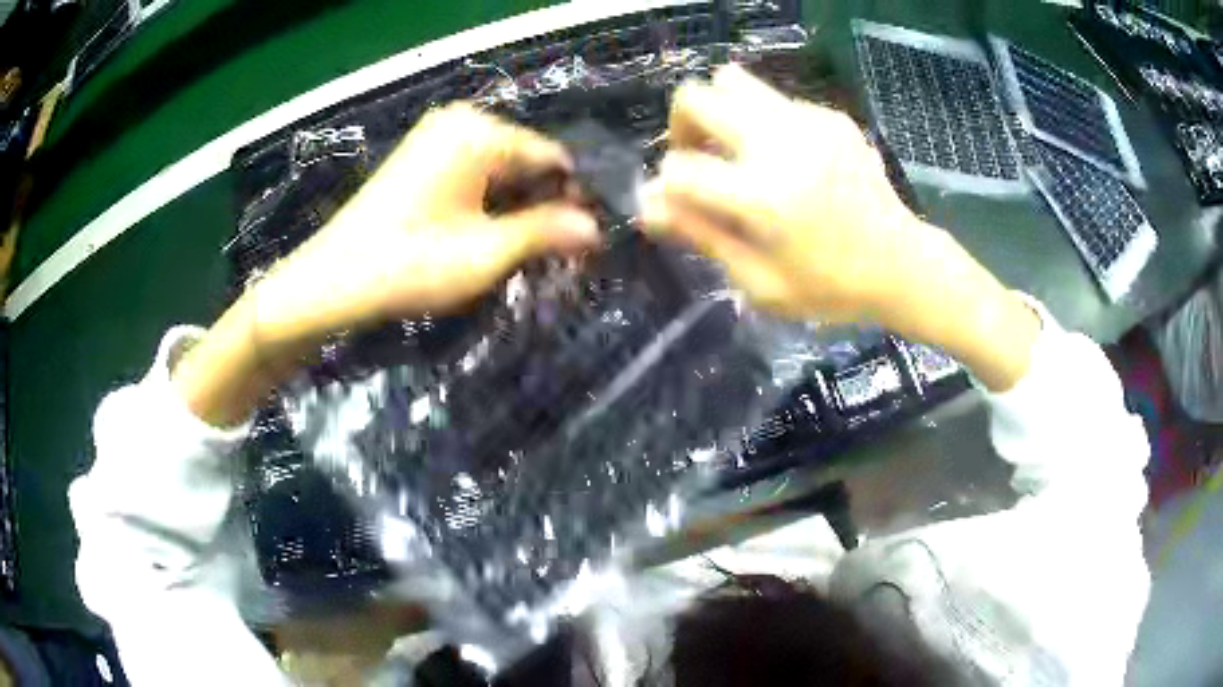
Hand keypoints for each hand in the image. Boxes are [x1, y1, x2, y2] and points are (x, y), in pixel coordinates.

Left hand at [174, 105, 598, 426]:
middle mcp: (461, 121)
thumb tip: (597, 228)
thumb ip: (546, 233)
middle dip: (543, 204)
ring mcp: (436, 136)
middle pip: (526, 160)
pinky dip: (487, 202)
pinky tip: (486, 236)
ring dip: (516, 207)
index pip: (552, 156)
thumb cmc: (410, 265)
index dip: (574, 198)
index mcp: (480, 132)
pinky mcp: (420, 157)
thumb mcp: (487, 253)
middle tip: (555, 254)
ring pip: (500, 169)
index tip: (586, 240)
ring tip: (522, 252)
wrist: (331, 281)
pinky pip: (473, 172)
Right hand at [643, 64, 934, 323]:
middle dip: (682, 127)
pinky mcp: (831, 117)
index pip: (679, 168)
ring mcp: (810, 123)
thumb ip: (702, 236)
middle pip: (697, 97)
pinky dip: (763, 123)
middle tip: (700, 159)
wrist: (902, 264)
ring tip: (737, 150)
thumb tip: (647, 204)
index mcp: (764, 197)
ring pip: (733, 81)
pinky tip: (789, 160)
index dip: (669, 186)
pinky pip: (774, 101)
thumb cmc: (831, 288)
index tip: (682, 204)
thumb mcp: (760, 282)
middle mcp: (781, 144)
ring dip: (719, 112)